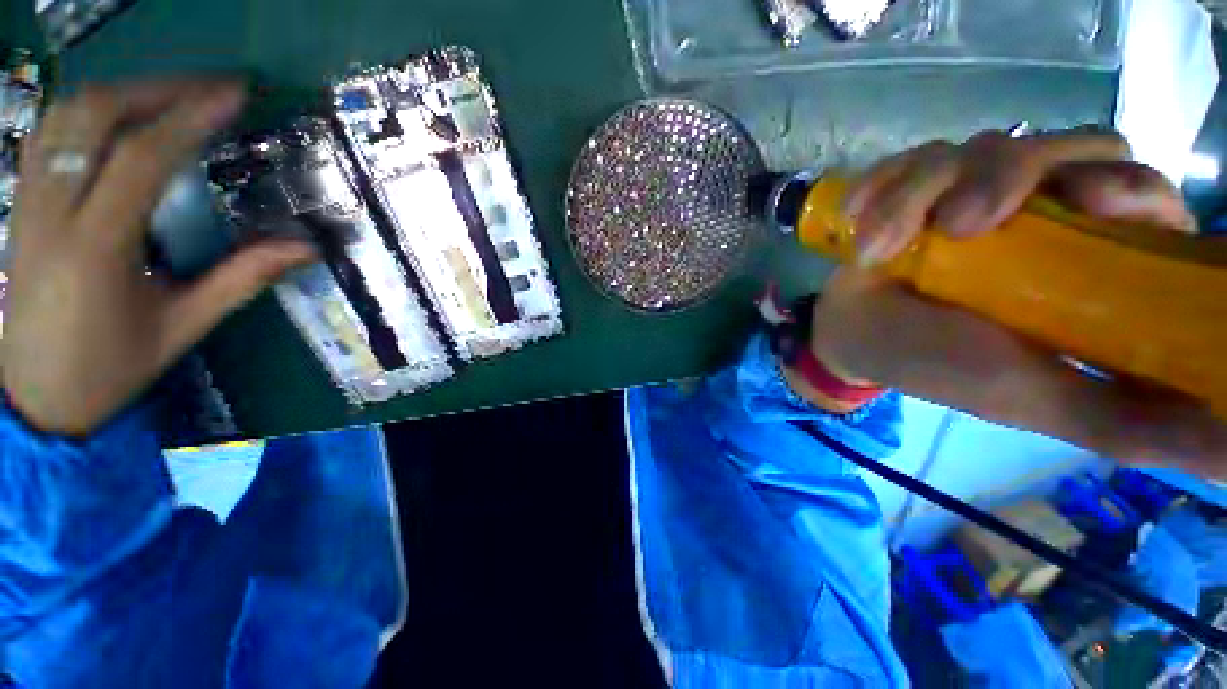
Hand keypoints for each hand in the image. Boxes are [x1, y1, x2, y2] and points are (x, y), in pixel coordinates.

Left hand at [2, 80, 315, 435]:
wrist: (35, 398)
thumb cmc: (110, 368)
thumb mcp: (183, 326)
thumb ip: (241, 279)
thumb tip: (305, 249)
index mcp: (96, 248)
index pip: (143, 157)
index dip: (191, 117)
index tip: (234, 94)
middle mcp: (52, 212)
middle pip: (93, 115)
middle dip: (155, 89)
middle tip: (206, 89)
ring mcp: (28, 203)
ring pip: (64, 116)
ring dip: (120, 93)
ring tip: (167, 96)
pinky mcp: (20, 205)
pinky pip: (47, 135)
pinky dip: (86, 112)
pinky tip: (116, 118)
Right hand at [803, 129, 1226, 475]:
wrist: (852, 337)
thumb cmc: (936, 366)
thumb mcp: (1034, 398)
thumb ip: (1128, 420)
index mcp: (1086, 260)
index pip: (1141, 193)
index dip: (1126, 187)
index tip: (1085, 203)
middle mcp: (1041, 212)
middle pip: (1067, 146)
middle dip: (1011, 174)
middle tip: (960, 226)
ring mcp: (973, 191)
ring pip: (979, 147)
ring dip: (920, 194)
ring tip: (878, 249)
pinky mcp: (917, 185)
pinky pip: (911, 158)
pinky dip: (882, 186)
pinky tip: (858, 222)